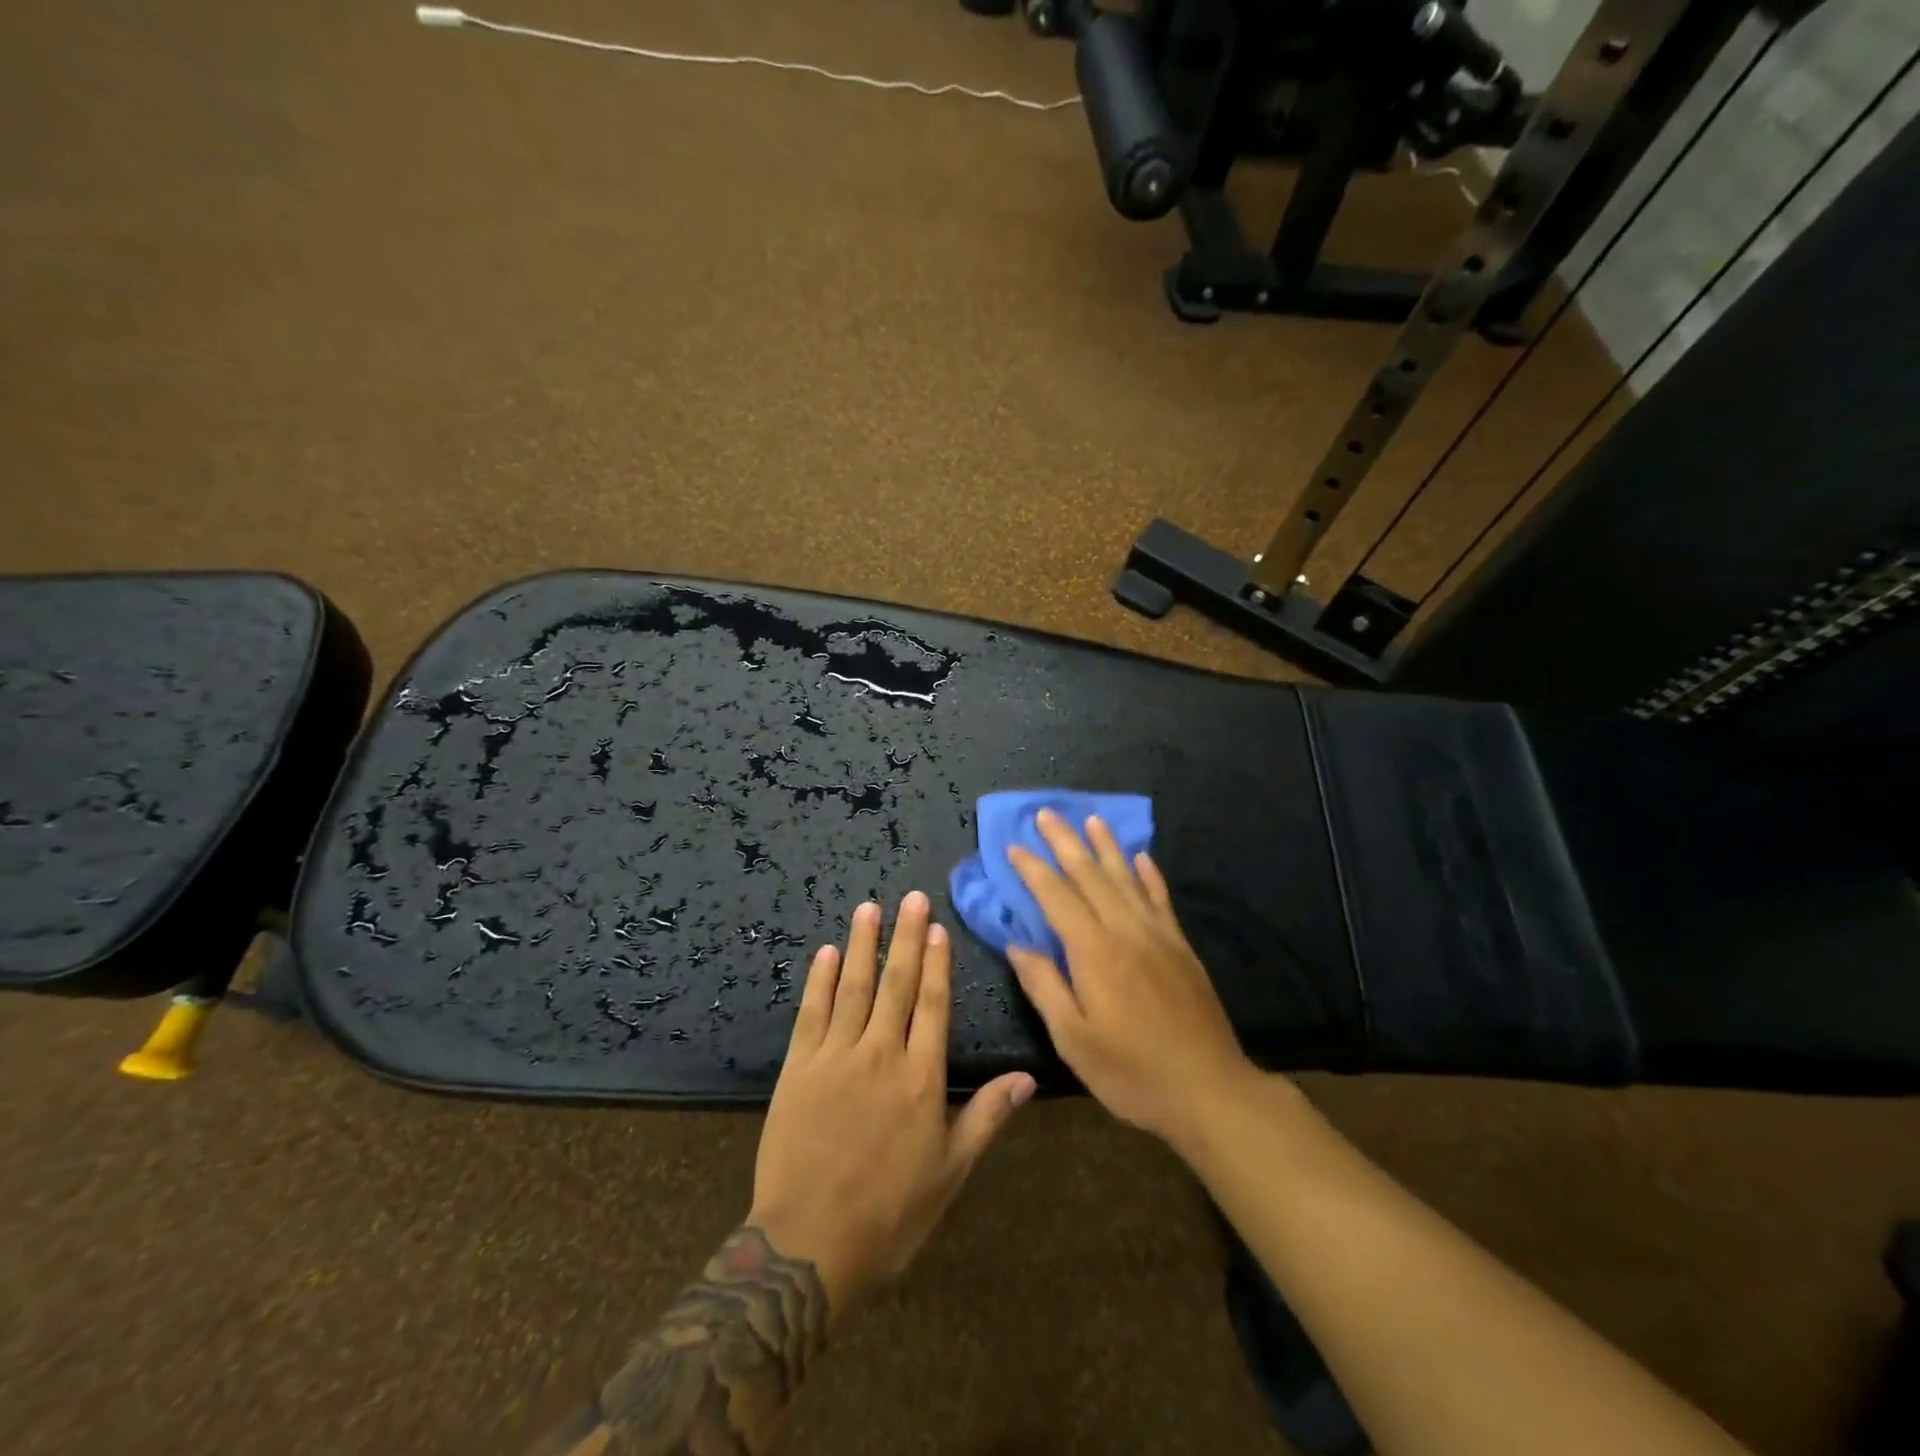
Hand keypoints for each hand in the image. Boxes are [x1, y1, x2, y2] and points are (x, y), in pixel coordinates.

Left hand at [748, 892, 1035, 1317]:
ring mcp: (835, 1057)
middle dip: (905, 937)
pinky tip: (827, 952)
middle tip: (911, 898)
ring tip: (870, 907)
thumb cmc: (889, 1214)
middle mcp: (880, 1054)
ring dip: (863, 944)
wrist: (807, 1245)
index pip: (932, 1005)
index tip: (937, 928)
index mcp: (921, 1078)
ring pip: (853, 987)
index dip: (935, 963)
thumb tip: (1028, 1077)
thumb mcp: (950, 1172)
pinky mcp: (797, 1068)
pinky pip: (811, 1013)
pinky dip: (820, 980)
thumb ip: (987, 1117)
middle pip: (895, 984)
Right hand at [1006, 811, 1257, 1146]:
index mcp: (1095, 952)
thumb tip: (1017, 945)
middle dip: (1065, 842)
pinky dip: (1148, 874)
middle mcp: (1127, 931)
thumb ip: (1044, 986)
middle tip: (1046, 813)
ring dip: (1106, 846)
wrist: (1210, 1090)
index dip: (1034, 870)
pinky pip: (1161, 898)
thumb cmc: (1132, 1071)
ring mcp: (1158, 935)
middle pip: (1091, 875)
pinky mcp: (1181, 947)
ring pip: (1127, 878)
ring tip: (1090, 819)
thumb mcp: (1074, 1040)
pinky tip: (1142, 857)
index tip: (1014, 847)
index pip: (1057, 897)